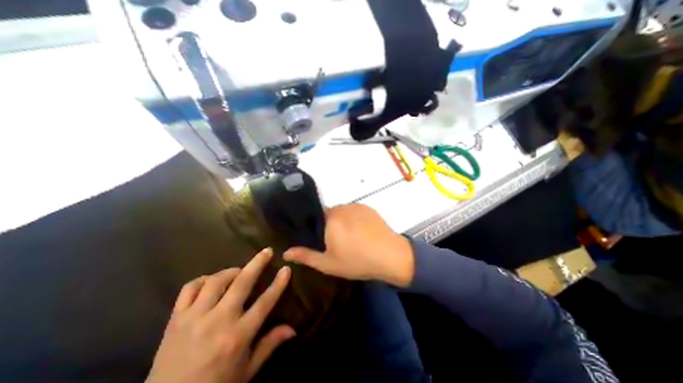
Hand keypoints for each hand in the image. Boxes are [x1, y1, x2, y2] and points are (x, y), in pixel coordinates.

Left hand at [146, 248, 295, 382]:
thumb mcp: (247, 371)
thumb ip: (269, 345)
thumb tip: (292, 329)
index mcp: (238, 336)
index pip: (265, 302)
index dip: (278, 283)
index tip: (286, 269)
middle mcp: (218, 321)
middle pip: (242, 283)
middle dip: (258, 263)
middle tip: (267, 251)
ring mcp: (194, 318)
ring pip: (216, 281)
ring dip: (231, 271)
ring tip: (239, 272)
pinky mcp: (175, 319)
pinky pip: (189, 289)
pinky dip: (203, 280)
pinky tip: (211, 282)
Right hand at [282, 205, 413, 285]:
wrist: (391, 256)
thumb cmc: (357, 261)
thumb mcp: (328, 263)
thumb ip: (306, 256)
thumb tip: (285, 252)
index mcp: (330, 219)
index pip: (316, 217)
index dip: (317, 228)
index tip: (322, 240)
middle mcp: (341, 207)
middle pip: (329, 214)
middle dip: (330, 226)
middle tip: (337, 242)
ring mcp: (356, 205)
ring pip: (342, 212)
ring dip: (343, 222)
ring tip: (351, 237)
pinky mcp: (368, 207)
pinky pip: (354, 211)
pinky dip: (354, 219)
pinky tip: (362, 232)